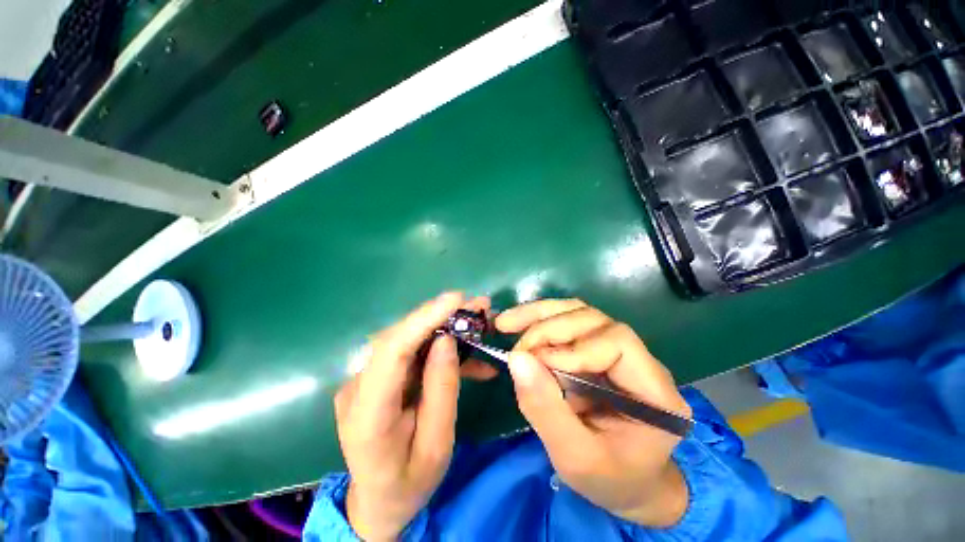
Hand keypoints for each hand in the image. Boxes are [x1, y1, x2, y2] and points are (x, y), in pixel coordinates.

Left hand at [334, 292, 488, 540]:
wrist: (379, 502)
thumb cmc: (409, 483)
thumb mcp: (437, 445)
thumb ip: (442, 390)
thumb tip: (447, 340)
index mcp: (367, 414)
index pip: (391, 352)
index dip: (423, 319)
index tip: (456, 299)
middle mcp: (358, 387)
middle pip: (399, 338)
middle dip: (440, 316)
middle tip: (477, 305)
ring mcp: (366, 380)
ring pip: (408, 340)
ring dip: (444, 327)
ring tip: (477, 320)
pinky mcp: (379, 377)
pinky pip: (411, 354)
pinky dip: (440, 349)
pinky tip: (468, 353)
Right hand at [496, 299, 691, 527]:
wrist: (624, 481)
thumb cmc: (608, 479)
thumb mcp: (575, 458)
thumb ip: (546, 410)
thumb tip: (517, 359)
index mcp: (654, 391)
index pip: (618, 343)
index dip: (575, 349)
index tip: (539, 366)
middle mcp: (640, 360)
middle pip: (594, 320)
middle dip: (550, 329)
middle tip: (518, 348)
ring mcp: (616, 348)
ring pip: (577, 312)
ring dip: (539, 315)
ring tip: (506, 323)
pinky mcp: (595, 346)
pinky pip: (566, 321)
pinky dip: (538, 319)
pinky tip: (517, 324)